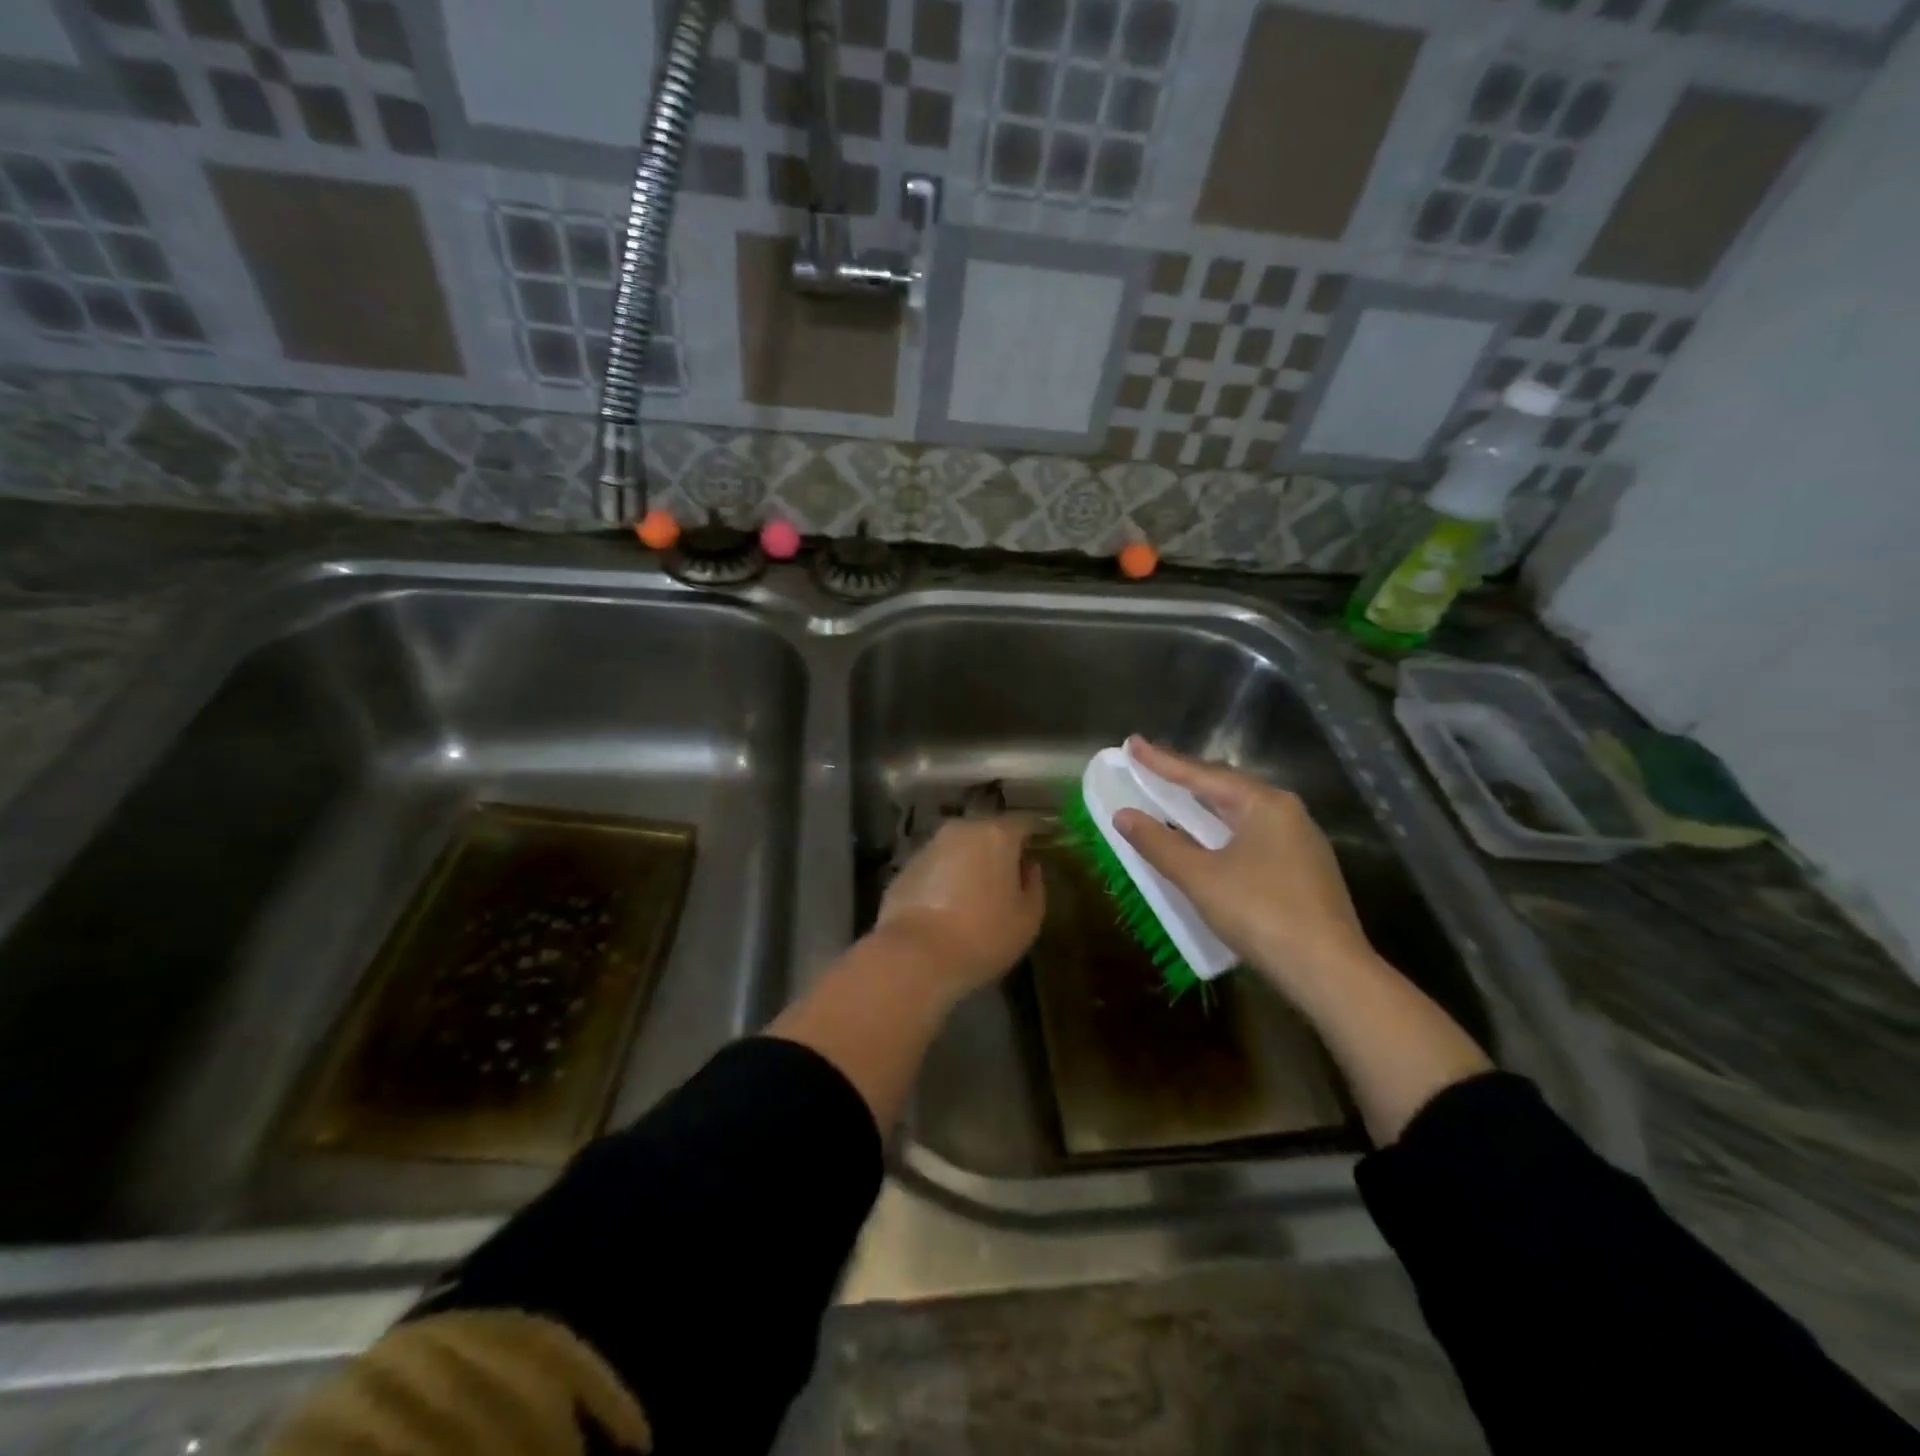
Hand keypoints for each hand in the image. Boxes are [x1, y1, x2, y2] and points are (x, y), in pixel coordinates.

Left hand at [874, 815, 1045, 1002]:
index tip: (1042, 848)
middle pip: (987, 831)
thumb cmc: (984, 935)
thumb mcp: (1028, 918)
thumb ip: (1034, 885)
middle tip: (1009, 875)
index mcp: (996, 834)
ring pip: (959, 847)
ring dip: (969, 862)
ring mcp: (929, 846)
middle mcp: (961, 829)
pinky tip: (947, 906)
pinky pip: (936, 866)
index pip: (1024, 823)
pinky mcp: (905, 867)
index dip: (1036, 835)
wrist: (916, 956)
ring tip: (977, 893)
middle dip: (999, 849)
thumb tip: (1028, 867)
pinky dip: (945, 878)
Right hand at [1112, 739, 1376, 1002]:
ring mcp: (1301, 842)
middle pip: (1225, 788)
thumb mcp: (1200, 877)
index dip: (1162, 761)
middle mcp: (1287, 813)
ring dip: (1203, 808)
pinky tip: (1208, 843)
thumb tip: (1123, 815)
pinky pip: (1253, 837)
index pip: (1202, 775)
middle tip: (1149, 768)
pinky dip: (1222, 833)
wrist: (1329, 971)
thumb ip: (1158, 843)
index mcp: (1264, 804)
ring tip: (1172, 799)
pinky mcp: (1305, 871)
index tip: (1132, 743)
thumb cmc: (1260, 912)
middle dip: (1185, 780)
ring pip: (1241, 814)